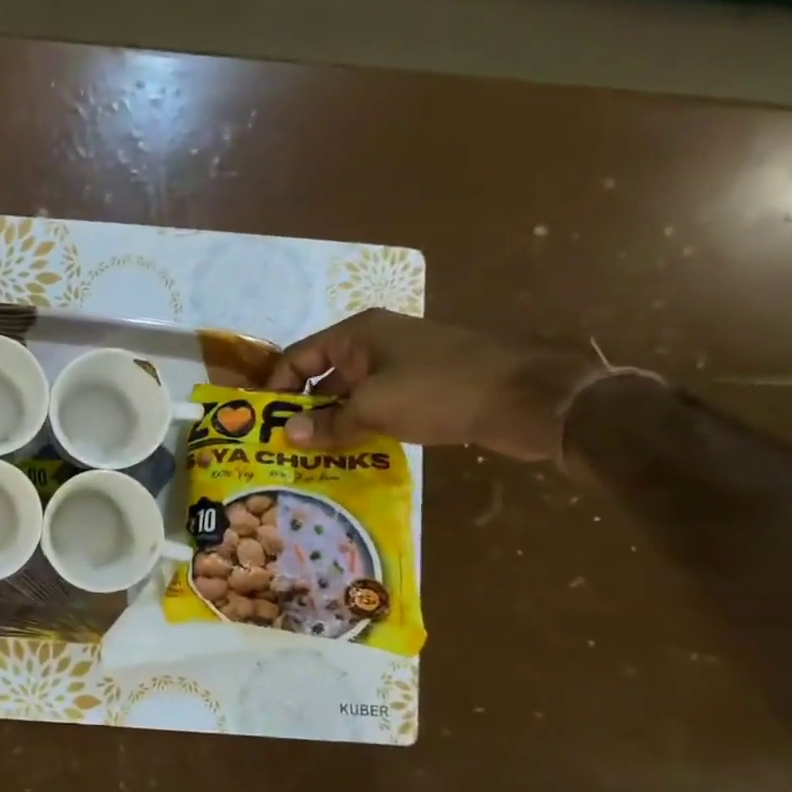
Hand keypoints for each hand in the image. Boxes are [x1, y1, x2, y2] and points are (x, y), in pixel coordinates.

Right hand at [265, 309, 603, 460]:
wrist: (528, 398)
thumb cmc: (440, 390)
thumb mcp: (375, 407)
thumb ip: (328, 423)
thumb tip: (288, 436)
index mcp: (357, 334)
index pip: (298, 358)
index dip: (276, 388)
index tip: (262, 424)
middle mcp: (374, 344)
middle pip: (321, 377)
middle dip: (303, 410)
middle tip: (283, 447)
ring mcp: (400, 366)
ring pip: (350, 395)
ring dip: (332, 423)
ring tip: (311, 458)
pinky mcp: (422, 388)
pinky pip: (377, 406)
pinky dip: (361, 427)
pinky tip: (351, 455)